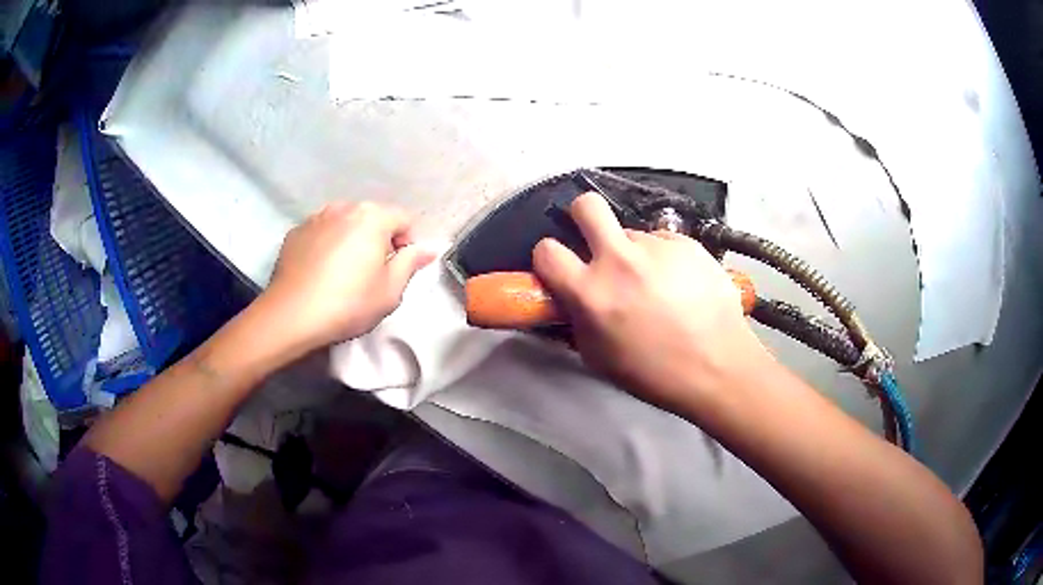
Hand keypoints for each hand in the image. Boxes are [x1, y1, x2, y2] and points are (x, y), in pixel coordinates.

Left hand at [263, 201, 434, 354]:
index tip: (399, 269)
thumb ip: (411, 263)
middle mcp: (344, 208)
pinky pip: (321, 233)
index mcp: (372, 217)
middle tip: (373, 273)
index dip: (408, 244)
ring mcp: (316, 217)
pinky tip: (321, 272)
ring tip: (344, 271)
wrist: (291, 315)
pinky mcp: (295, 232)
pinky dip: (327, 245)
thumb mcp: (390, 290)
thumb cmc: (348, 303)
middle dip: (379, 239)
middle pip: (373, 218)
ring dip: (352, 240)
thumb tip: (426, 249)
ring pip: (345, 223)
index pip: (404, 219)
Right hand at [532, 192, 770, 412]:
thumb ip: (576, 319)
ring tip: (657, 283)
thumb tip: (569, 298)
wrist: (717, 367)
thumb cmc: (654, 373)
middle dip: (583, 215)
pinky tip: (682, 283)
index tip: (561, 266)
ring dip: (635, 252)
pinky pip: (664, 241)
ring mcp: (657, 247)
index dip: (549, 257)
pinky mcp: (687, 243)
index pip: (547, 250)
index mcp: (591, 292)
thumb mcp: (598, 357)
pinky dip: (665, 257)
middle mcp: (620, 259)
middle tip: (596, 239)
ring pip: (633, 232)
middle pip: (587, 205)